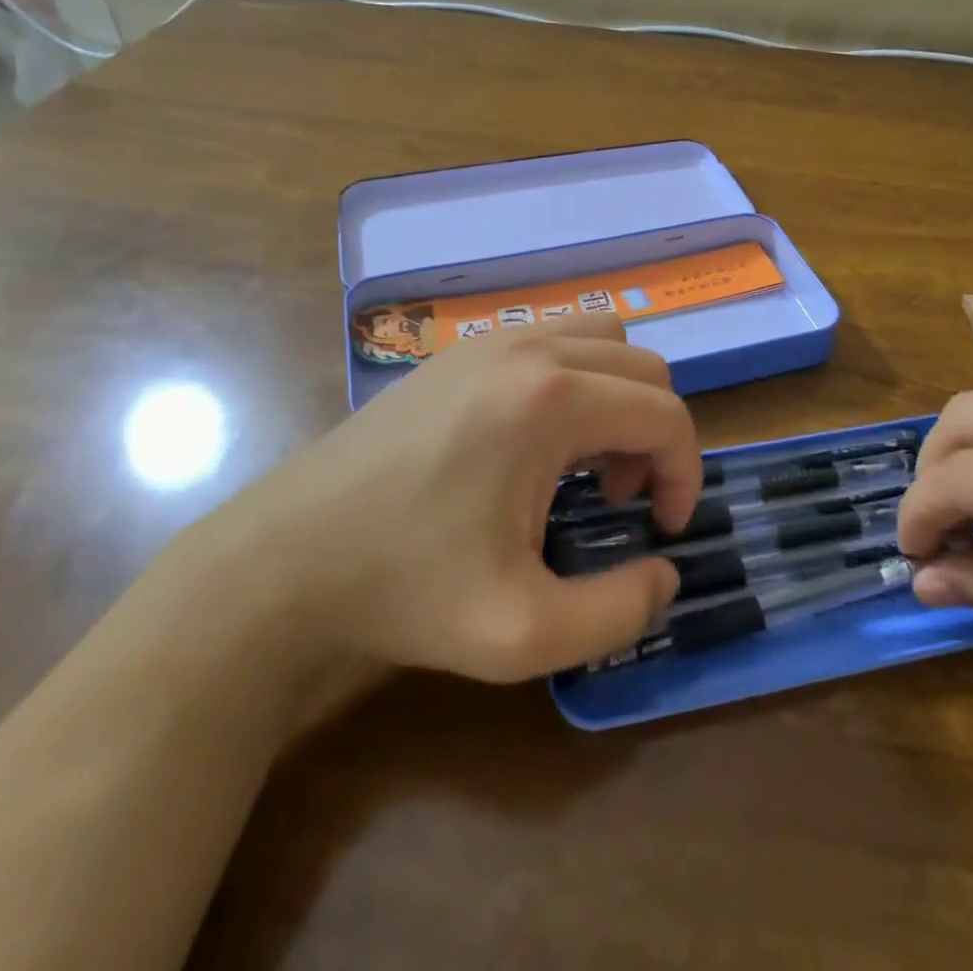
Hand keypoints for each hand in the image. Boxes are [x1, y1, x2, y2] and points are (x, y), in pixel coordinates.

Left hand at [186, 313, 701, 692]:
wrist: (287, 558)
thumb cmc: (406, 590)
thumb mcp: (524, 633)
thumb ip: (620, 613)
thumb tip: (664, 573)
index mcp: (550, 401)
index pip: (664, 414)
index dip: (685, 473)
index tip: (663, 528)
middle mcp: (528, 348)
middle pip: (643, 367)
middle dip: (654, 435)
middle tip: (620, 499)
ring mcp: (489, 339)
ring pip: (602, 339)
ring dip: (618, 397)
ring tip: (584, 461)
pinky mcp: (460, 349)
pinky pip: (553, 338)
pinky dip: (578, 378)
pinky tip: (539, 438)